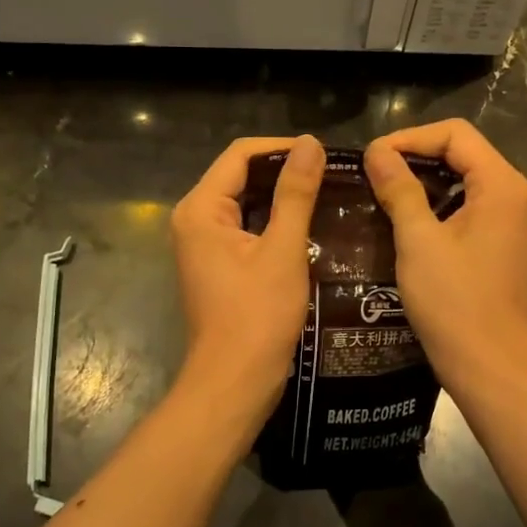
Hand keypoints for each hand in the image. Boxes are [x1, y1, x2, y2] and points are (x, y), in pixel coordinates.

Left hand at [170, 135, 324, 419]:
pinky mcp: (218, 263)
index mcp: (201, 209)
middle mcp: (195, 219)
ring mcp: (204, 243)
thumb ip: (295, 194)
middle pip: (241, 175)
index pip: (241, 155)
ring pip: (246, 201)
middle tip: (331, 172)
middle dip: (284, 171)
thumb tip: (310, 143)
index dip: (282, 148)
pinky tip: (310, 223)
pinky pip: (247, 226)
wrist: (234, 383)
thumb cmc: (257, 316)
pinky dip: (275, 221)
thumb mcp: (282, 250)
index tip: (323, 153)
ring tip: (327, 191)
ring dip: (282, 196)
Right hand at [364, 119, 526, 388]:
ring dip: (424, 179)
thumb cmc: (454, 301)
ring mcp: (511, 218)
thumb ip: (399, 189)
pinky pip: (469, 203)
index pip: (455, 134)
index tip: (373, 157)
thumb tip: (376, 151)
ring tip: (382, 190)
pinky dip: (438, 202)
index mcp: (501, 184)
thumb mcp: (418, 240)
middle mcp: (514, 193)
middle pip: (462, 150)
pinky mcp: (503, 240)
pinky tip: (406, 217)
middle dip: (416, 155)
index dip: (410, 137)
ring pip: (464, 177)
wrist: (489, 365)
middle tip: (374, 171)